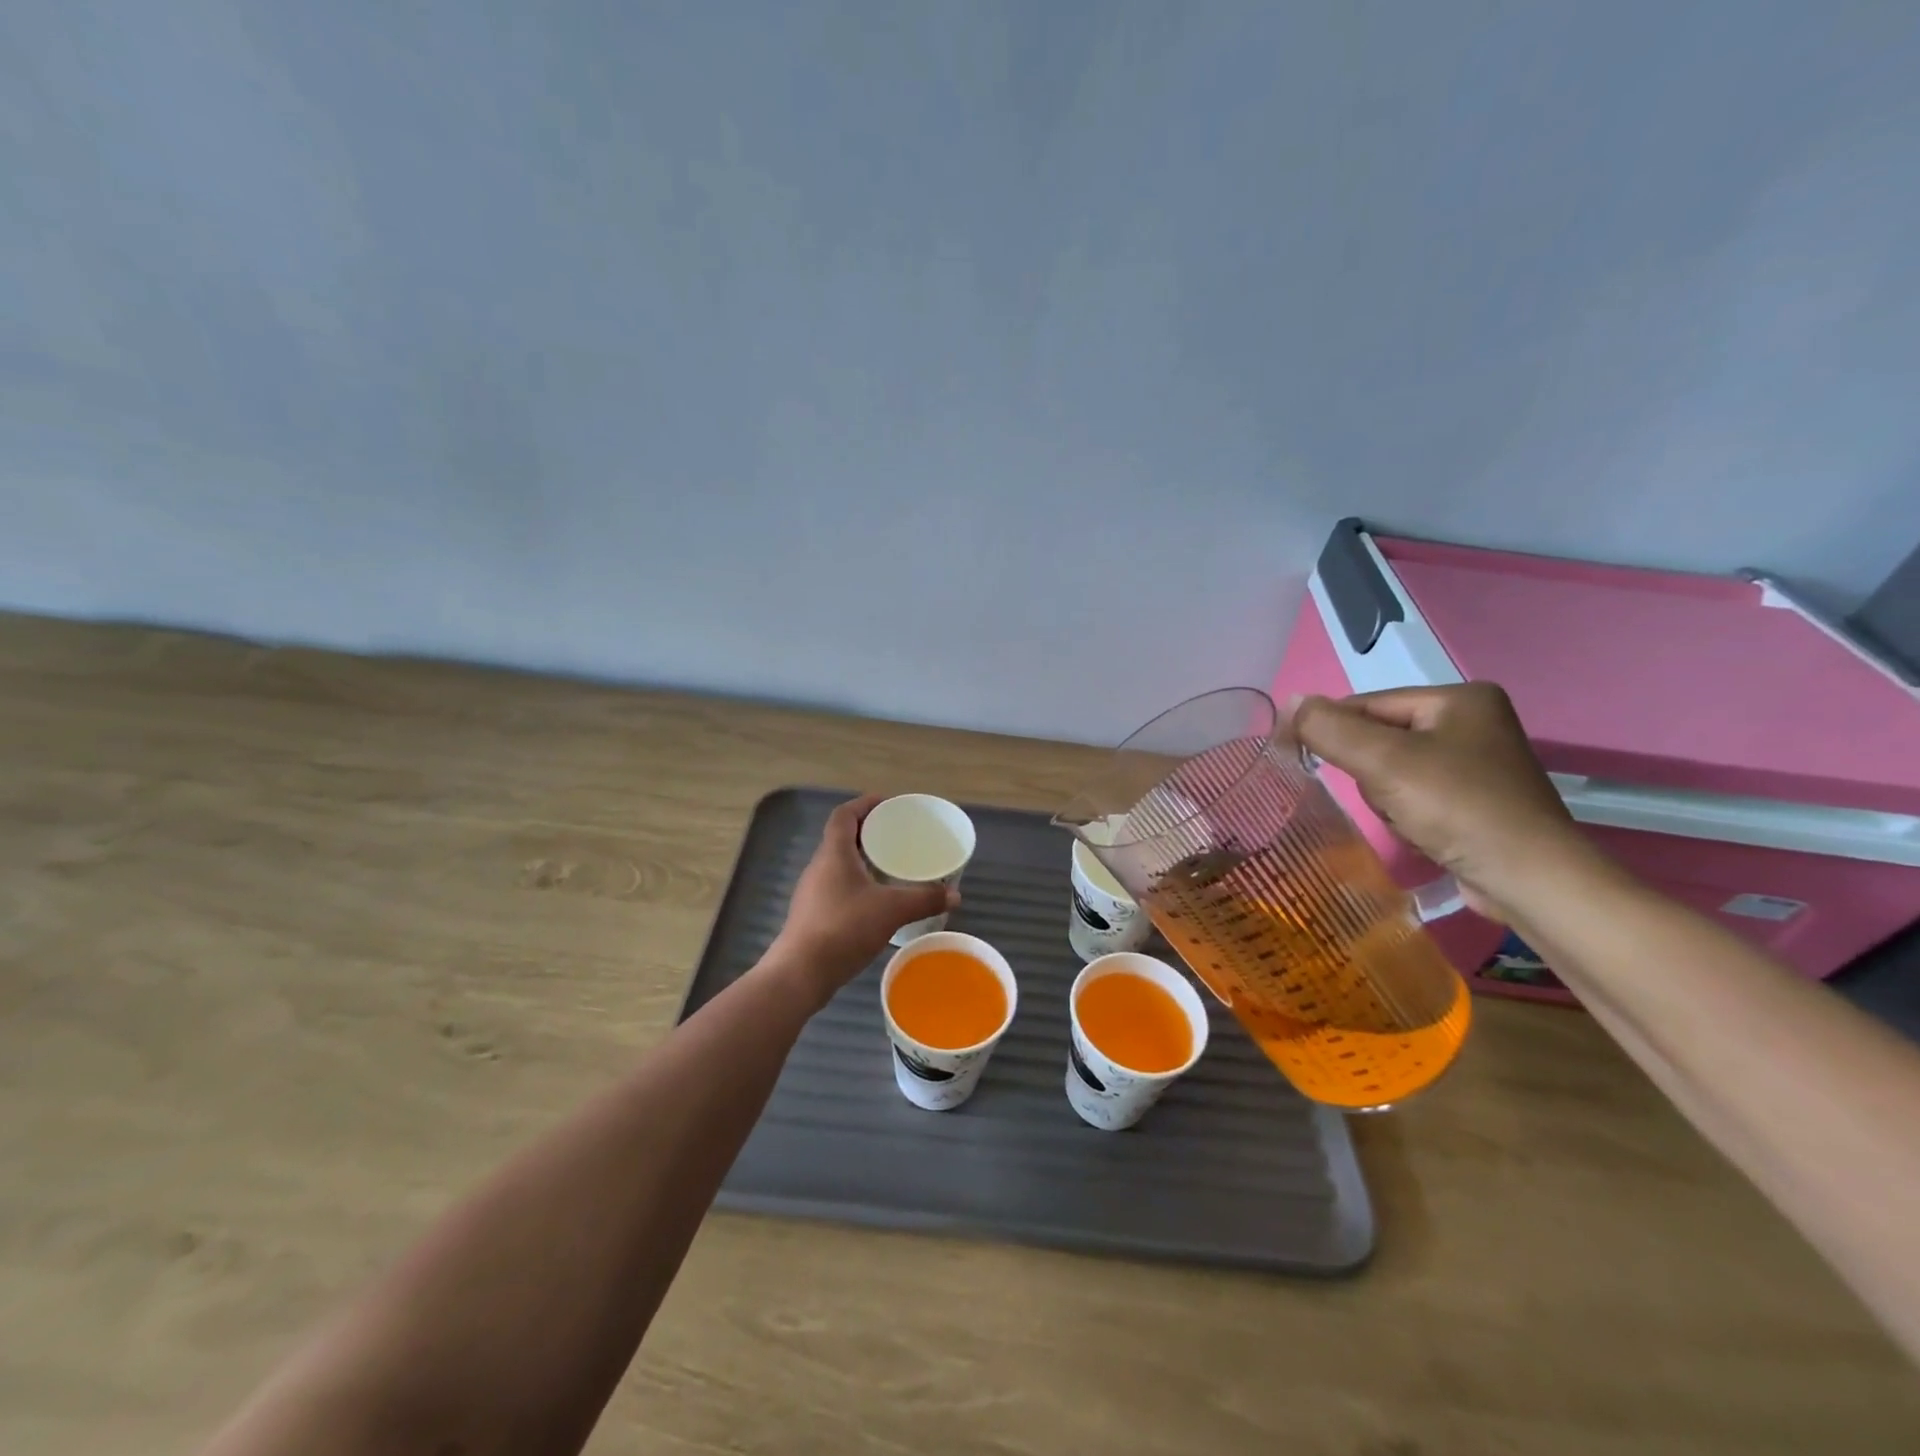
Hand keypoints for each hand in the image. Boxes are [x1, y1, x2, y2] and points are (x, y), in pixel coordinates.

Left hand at [767, 794, 956, 1005]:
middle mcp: (819, 867)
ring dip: (863, 860)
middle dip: (870, 833)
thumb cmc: (844, 928)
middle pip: (842, 838)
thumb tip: (955, 896)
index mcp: (834, 853)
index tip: (888, 805)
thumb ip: (924, 899)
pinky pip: (838, 887)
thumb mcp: (892, 910)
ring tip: (892, 867)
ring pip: (840, 864)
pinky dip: (858, 884)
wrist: (800, 974)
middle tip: (899, 837)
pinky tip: (877, 901)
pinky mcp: (814, 915)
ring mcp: (813, 892)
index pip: (844, 815)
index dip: (865, 804)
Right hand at [1291, 684, 1601, 921]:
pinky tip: (1423, 831)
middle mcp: (1472, 721)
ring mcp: (1477, 762)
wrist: (1529, 880)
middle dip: (1370, 773)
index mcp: (1458, 698)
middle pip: (1379, 738)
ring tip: (1409, 820)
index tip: (1301, 758)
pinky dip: (1406, 812)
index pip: (1367, 704)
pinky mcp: (1476, 798)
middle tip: (1389, 798)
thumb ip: (1330, 729)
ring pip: (1391, 769)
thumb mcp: (1383, 762)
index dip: (1332, 731)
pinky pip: (1415, 793)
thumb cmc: (1457, 808)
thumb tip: (1289, 702)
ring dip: (1386, 797)